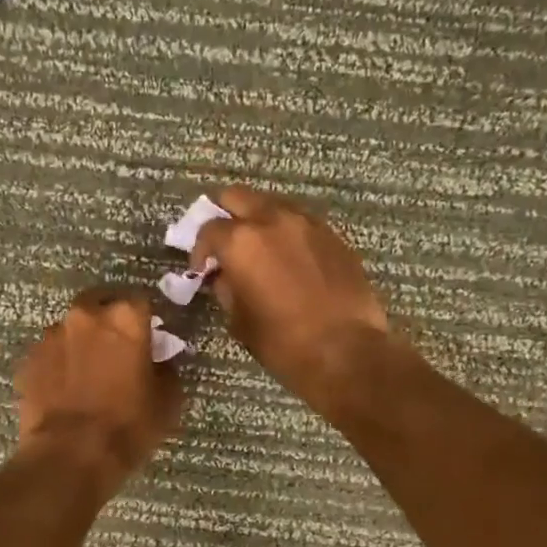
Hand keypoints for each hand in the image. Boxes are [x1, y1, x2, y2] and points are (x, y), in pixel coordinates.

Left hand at [15, 288, 180, 494]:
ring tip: (87, 373)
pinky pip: (49, 355)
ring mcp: (50, 336)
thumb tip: (157, 361)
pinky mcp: (27, 360)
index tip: (149, 338)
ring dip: (80, 343)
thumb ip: (165, 369)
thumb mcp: (167, 400)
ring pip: (70, 329)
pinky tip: (64, 390)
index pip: (141, 302)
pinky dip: (58, 365)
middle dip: (108, 321)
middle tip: (116, 349)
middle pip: (99, 305)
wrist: (69, 455)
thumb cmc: (127, 425)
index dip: (146, 320)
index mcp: (124, 318)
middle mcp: (84, 316)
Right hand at [190, 186, 396, 412]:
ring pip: (272, 204)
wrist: (346, 350)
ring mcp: (307, 223)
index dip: (200, 249)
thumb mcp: (239, 319)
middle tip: (225, 242)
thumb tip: (223, 275)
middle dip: (225, 214)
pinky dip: (287, 232)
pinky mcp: (333, 235)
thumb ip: (226, 287)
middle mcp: (272, 220)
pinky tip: (289, 259)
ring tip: (259, 249)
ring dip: (259, 220)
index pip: (208, 229)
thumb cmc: (282, 342)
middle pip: (238, 196)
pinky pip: (300, 221)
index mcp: (241, 241)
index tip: (203, 269)